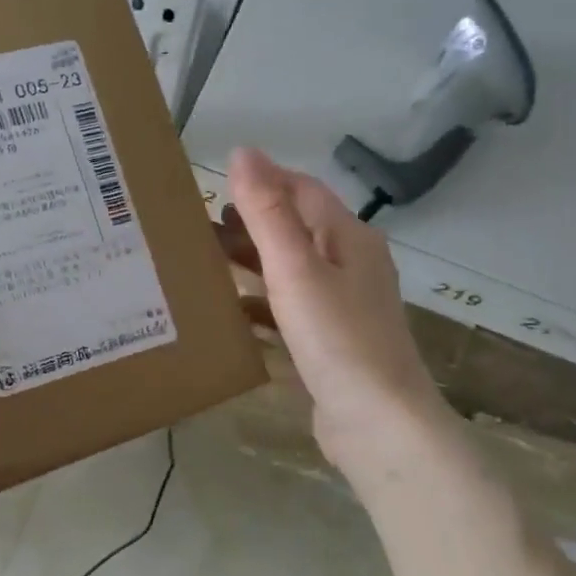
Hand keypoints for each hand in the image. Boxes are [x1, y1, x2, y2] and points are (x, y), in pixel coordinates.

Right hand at [225, 148, 453, 473]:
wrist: (377, 424)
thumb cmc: (337, 338)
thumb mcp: (295, 269)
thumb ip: (267, 212)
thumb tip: (243, 152)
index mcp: (350, 238)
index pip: (303, 189)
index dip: (262, 180)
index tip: (215, 183)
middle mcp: (352, 265)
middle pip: (296, 230)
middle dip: (250, 224)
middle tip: (198, 226)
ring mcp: (344, 307)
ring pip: (291, 271)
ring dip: (252, 264)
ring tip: (204, 264)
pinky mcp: (332, 343)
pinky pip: (290, 310)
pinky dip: (261, 304)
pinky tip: (230, 314)